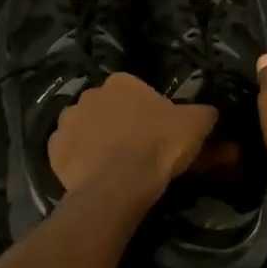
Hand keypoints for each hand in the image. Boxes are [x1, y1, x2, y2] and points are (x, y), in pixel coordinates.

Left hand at [50, 73, 217, 201]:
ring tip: (113, 165)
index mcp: (121, 82)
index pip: (136, 91)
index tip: (157, 133)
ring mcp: (66, 121)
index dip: (148, 112)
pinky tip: (94, 175)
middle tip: (136, 149)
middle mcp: (89, 94)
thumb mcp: (196, 125)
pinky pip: (70, 152)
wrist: (120, 185)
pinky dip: (79, 161)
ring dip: (96, 140)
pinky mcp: (54, 149)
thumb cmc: (159, 147)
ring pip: (85, 128)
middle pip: (108, 108)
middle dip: (119, 123)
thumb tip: (212, 113)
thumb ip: (206, 113)